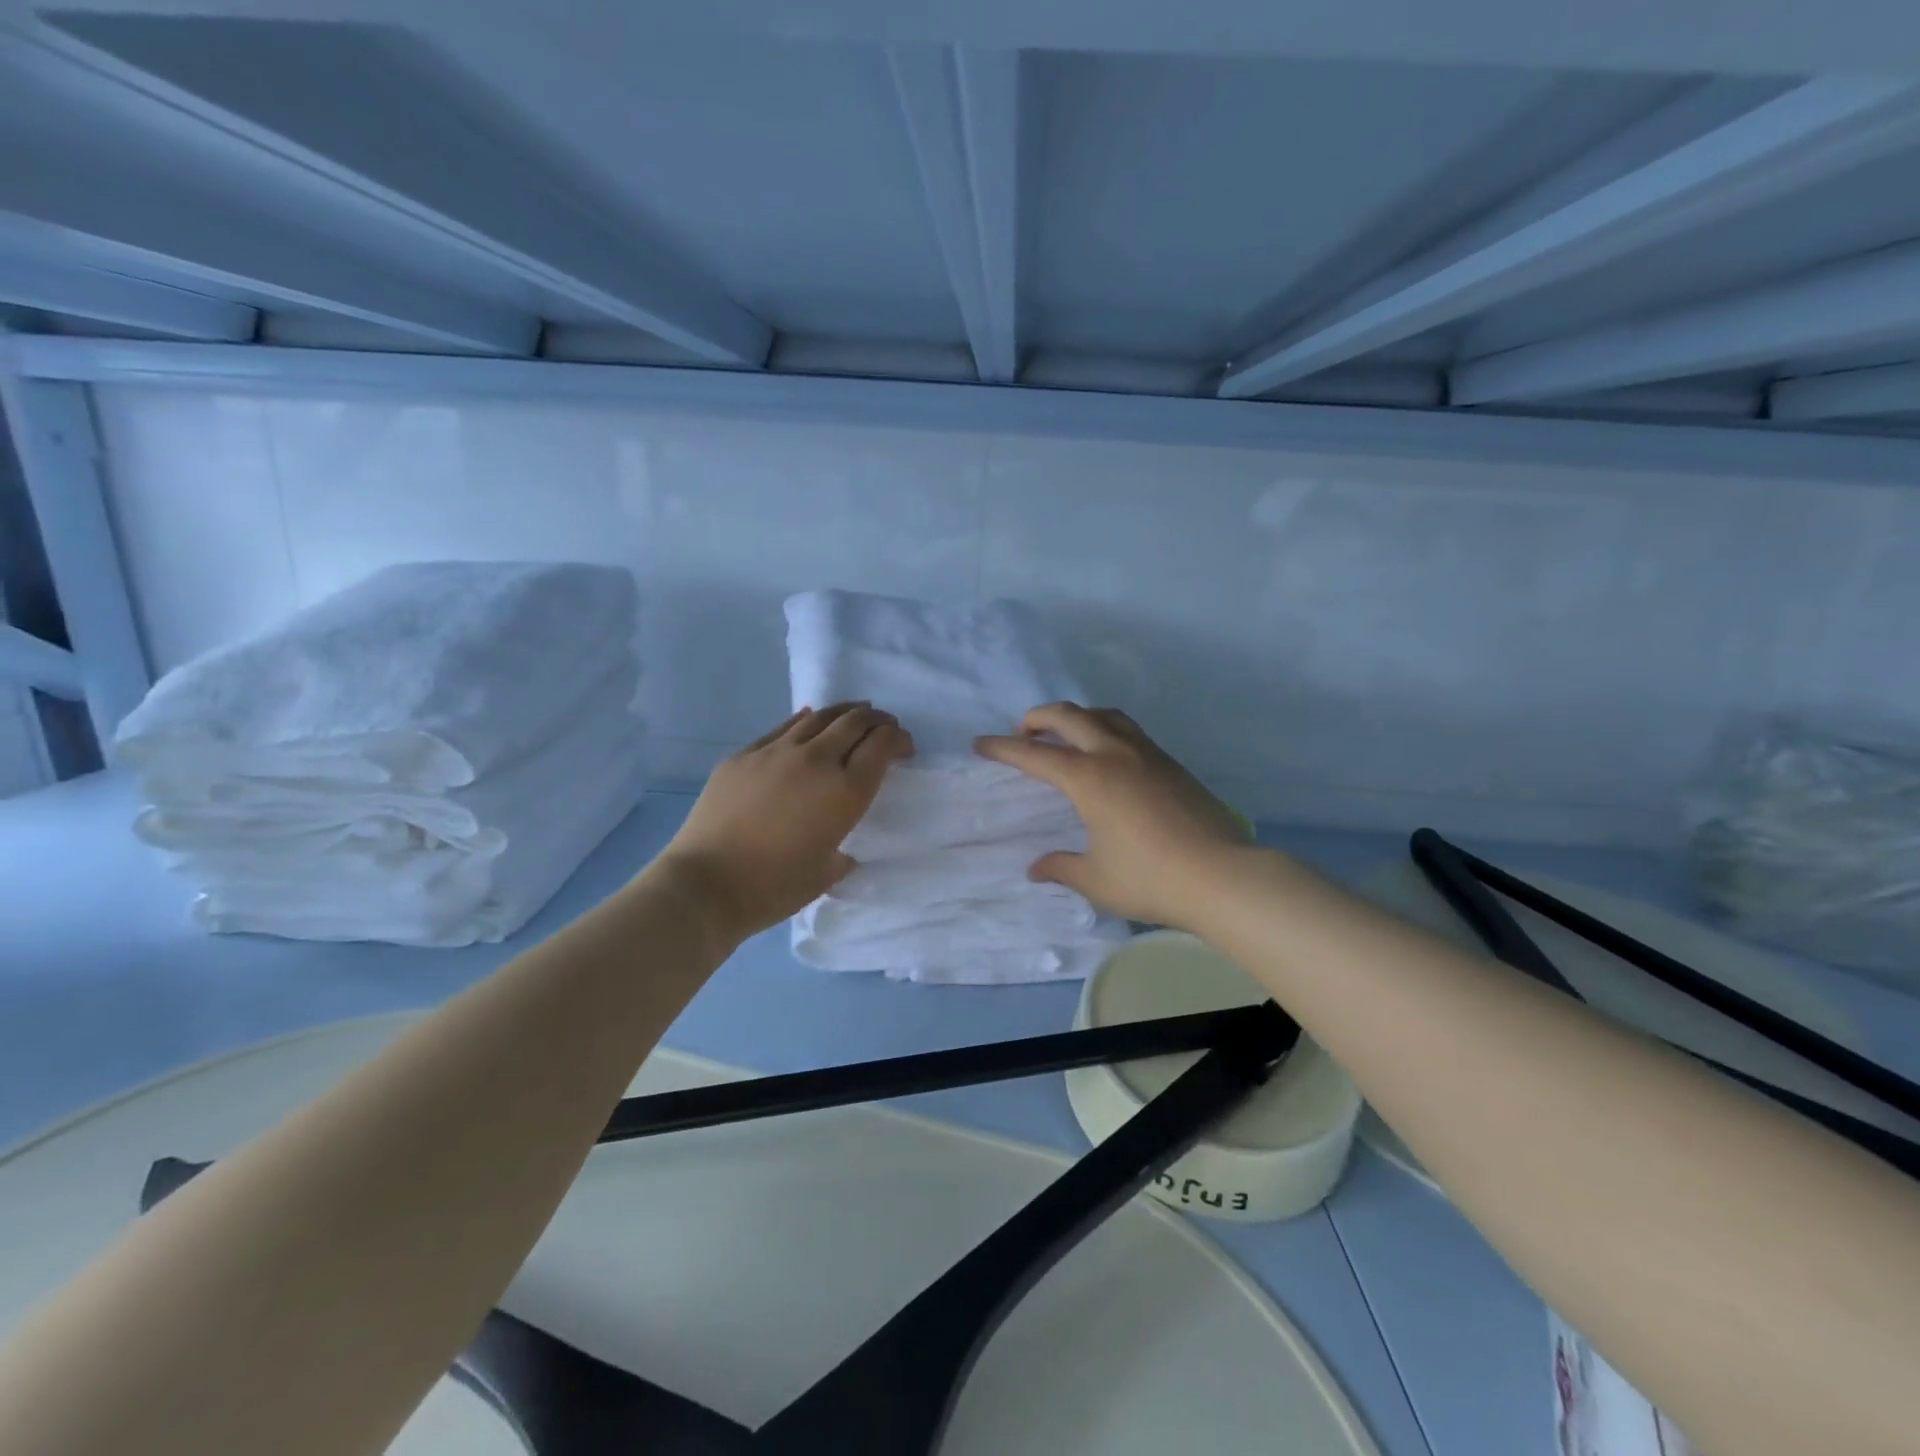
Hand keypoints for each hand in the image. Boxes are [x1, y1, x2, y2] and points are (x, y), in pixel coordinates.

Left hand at [658, 703, 912, 939]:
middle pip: (855, 722)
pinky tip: (808, 722)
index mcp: (845, 792)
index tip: (904, 748)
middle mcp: (816, 761)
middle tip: (885, 727)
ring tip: (853, 716)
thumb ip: (841, 853)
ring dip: (844, 713)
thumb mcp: (826, 873)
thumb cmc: (774, 887)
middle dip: (878, 720)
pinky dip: (805, 722)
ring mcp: (777, 752)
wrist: (706, 883)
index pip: (882, 746)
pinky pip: (783, 728)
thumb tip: (839, 849)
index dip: (899, 739)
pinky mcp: (744, 754)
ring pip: (820, 717)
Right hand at [975, 703, 1248, 928]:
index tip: (980, 743)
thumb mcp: (1097, 880)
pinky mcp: (1171, 763)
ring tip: (1065, 735)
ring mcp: (1147, 754)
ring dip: (1076, 717)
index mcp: (1089, 778)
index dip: (1003, 748)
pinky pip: (1128, 730)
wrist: (1222, 875)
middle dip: (1038, 718)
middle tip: (1022, 733)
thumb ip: (1062, 867)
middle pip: (1069, 716)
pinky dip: (1105, 727)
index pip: (1035, 755)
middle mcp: (1115, 754)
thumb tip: (1036, 868)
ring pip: (1104, 714)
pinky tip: (1108, 754)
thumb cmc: (1151, 878)